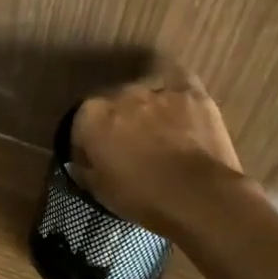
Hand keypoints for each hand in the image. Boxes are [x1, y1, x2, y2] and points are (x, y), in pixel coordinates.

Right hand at [69, 70, 245, 234]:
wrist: (197, 194)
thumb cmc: (143, 196)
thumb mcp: (100, 192)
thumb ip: (85, 169)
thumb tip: (82, 162)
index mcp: (91, 116)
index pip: (80, 125)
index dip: (88, 145)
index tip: (98, 162)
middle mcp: (119, 94)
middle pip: (113, 105)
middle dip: (118, 123)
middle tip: (131, 149)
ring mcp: (156, 89)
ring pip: (144, 94)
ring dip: (147, 109)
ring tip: (159, 132)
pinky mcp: (190, 91)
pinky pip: (178, 81)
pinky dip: (175, 92)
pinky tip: (179, 105)